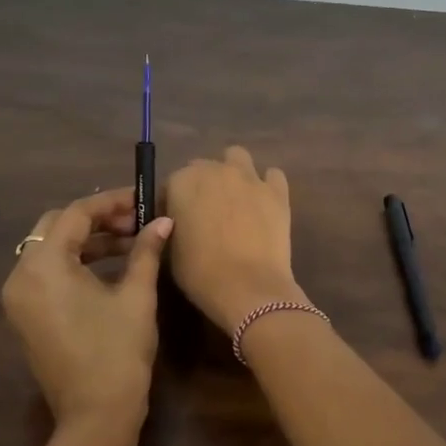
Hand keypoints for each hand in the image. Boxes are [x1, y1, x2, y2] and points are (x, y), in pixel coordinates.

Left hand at [1, 188, 171, 430]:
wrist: (97, 414)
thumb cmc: (118, 351)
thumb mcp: (136, 295)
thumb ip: (146, 251)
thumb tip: (163, 221)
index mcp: (44, 266)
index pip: (75, 214)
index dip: (111, 202)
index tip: (142, 199)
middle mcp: (21, 276)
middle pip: (56, 227)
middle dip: (97, 219)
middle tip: (135, 222)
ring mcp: (20, 299)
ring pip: (50, 250)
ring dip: (87, 241)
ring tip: (130, 243)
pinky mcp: (26, 316)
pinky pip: (47, 274)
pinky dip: (75, 263)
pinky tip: (110, 267)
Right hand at [164, 147, 301, 333]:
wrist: (247, 287)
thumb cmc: (200, 273)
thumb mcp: (169, 249)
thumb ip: (170, 225)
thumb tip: (176, 220)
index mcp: (182, 182)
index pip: (171, 185)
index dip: (173, 203)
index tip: (176, 223)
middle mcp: (215, 170)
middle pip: (203, 168)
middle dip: (202, 186)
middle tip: (206, 214)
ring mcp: (249, 177)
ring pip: (237, 158)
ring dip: (233, 172)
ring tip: (235, 200)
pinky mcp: (277, 191)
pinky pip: (272, 175)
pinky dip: (267, 185)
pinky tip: (263, 204)